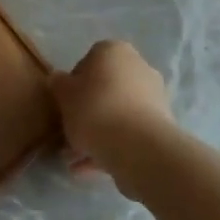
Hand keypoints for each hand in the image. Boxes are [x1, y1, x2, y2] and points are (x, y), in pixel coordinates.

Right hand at [51, 40, 174, 179]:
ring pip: (117, 113)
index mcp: (114, 50)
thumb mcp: (65, 95)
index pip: (89, 60)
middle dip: (87, 112)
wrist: (137, 146)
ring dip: (98, 133)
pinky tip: (91, 169)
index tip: (65, 106)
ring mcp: (153, 95)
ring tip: (76, 161)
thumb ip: (59, 84)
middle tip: (70, 135)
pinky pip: (130, 132)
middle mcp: (137, 66)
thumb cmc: (95, 110)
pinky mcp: (160, 124)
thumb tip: (58, 79)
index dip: (74, 84)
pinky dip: (112, 146)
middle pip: (106, 88)